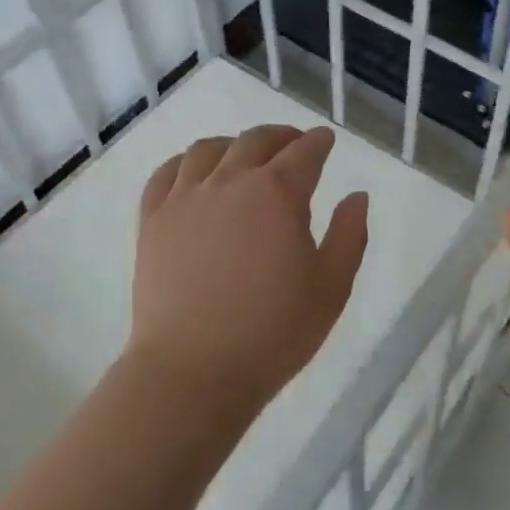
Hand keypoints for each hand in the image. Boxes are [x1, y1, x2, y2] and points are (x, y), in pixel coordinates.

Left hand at [130, 125, 369, 422]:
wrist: (193, 372)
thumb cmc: (273, 333)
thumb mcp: (331, 287)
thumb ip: (349, 234)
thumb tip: (356, 196)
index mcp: (278, 193)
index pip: (304, 152)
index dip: (319, 142)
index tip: (326, 141)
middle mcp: (230, 182)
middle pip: (256, 141)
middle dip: (281, 137)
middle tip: (293, 144)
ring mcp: (185, 198)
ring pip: (208, 149)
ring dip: (234, 144)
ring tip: (244, 156)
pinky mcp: (153, 220)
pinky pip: (166, 173)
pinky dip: (185, 162)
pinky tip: (194, 172)